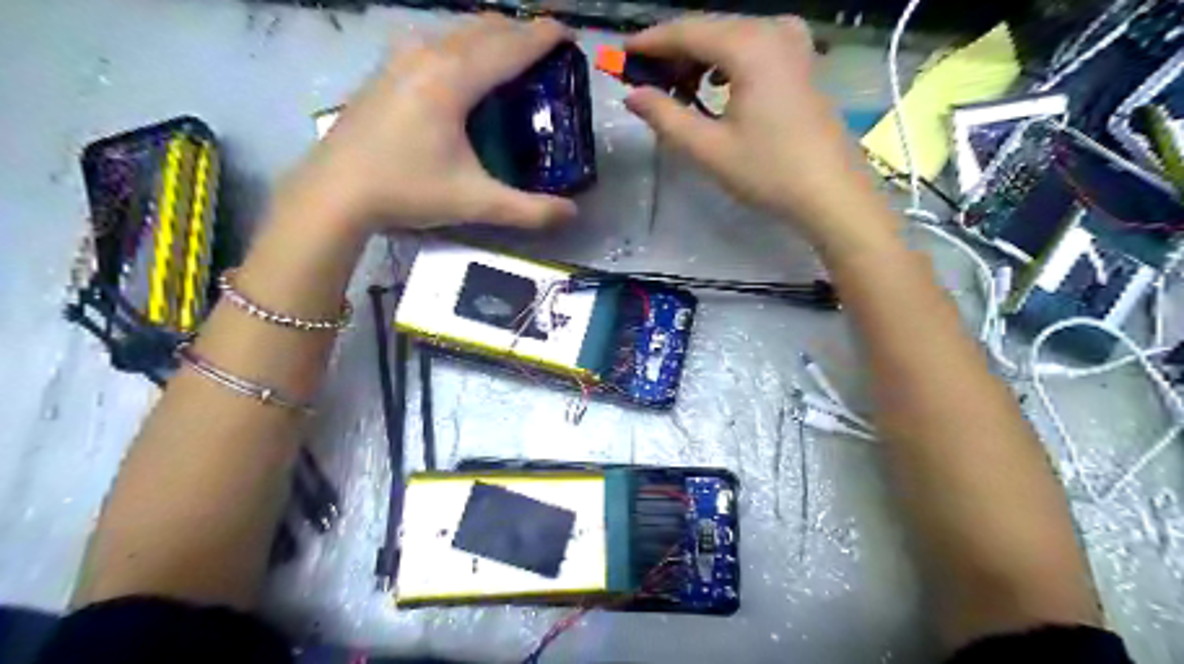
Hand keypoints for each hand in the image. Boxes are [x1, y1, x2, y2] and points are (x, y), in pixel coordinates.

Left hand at [288, 13, 581, 236]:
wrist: (335, 191)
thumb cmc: (407, 191)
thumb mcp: (476, 203)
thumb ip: (529, 210)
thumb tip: (572, 213)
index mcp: (453, 79)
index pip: (510, 47)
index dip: (544, 38)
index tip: (571, 37)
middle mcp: (429, 54)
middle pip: (485, 27)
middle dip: (521, 32)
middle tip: (548, 51)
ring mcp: (402, 57)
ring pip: (459, 30)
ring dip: (492, 36)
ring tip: (514, 57)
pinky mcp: (387, 68)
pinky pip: (438, 41)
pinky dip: (465, 45)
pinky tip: (468, 71)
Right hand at [624, 18, 891, 251]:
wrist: (831, 193)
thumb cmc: (768, 171)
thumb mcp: (708, 148)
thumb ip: (665, 116)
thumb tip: (632, 96)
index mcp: (749, 45)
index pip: (687, 31)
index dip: (650, 42)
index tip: (620, 55)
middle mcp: (772, 30)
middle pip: (709, 29)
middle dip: (673, 52)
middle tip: (644, 79)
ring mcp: (793, 42)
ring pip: (731, 37)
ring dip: (699, 58)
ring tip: (676, 89)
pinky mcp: (802, 61)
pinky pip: (752, 47)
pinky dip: (725, 63)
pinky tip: (714, 88)